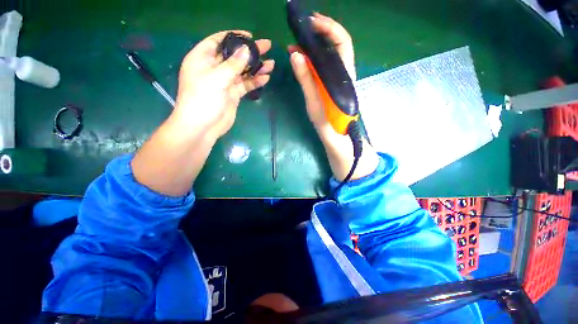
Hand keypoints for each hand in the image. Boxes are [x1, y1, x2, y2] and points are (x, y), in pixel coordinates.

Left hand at [174, 30, 274, 139]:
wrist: (203, 127)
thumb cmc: (203, 99)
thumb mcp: (216, 78)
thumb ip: (233, 64)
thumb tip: (246, 50)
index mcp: (202, 58)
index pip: (218, 41)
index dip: (234, 37)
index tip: (250, 36)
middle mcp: (213, 69)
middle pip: (234, 56)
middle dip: (250, 52)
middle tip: (267, 46)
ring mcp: (224, 82)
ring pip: (242, 71)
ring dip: (256, 68)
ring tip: (271, 64)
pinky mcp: (233, 95)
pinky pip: (245, 85)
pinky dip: (255, 81)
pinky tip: (265, 78)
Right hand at [288, 14, 378, 181]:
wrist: (339, 142)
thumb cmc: (329, 127)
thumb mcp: (315, 105)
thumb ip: (307, 81)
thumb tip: (296, 54)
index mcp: (342, 78)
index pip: (341, 42)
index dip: (329, 27)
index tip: (311, 21)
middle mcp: (343, 75)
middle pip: (336, 45)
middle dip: (319, 33)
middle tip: (299, 29)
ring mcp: (337, 81)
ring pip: (329, 56)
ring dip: (313, 47)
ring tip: (296, 43)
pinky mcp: (332, 88)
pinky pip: (323, 68)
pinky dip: (312, 60)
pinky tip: (302, 60)